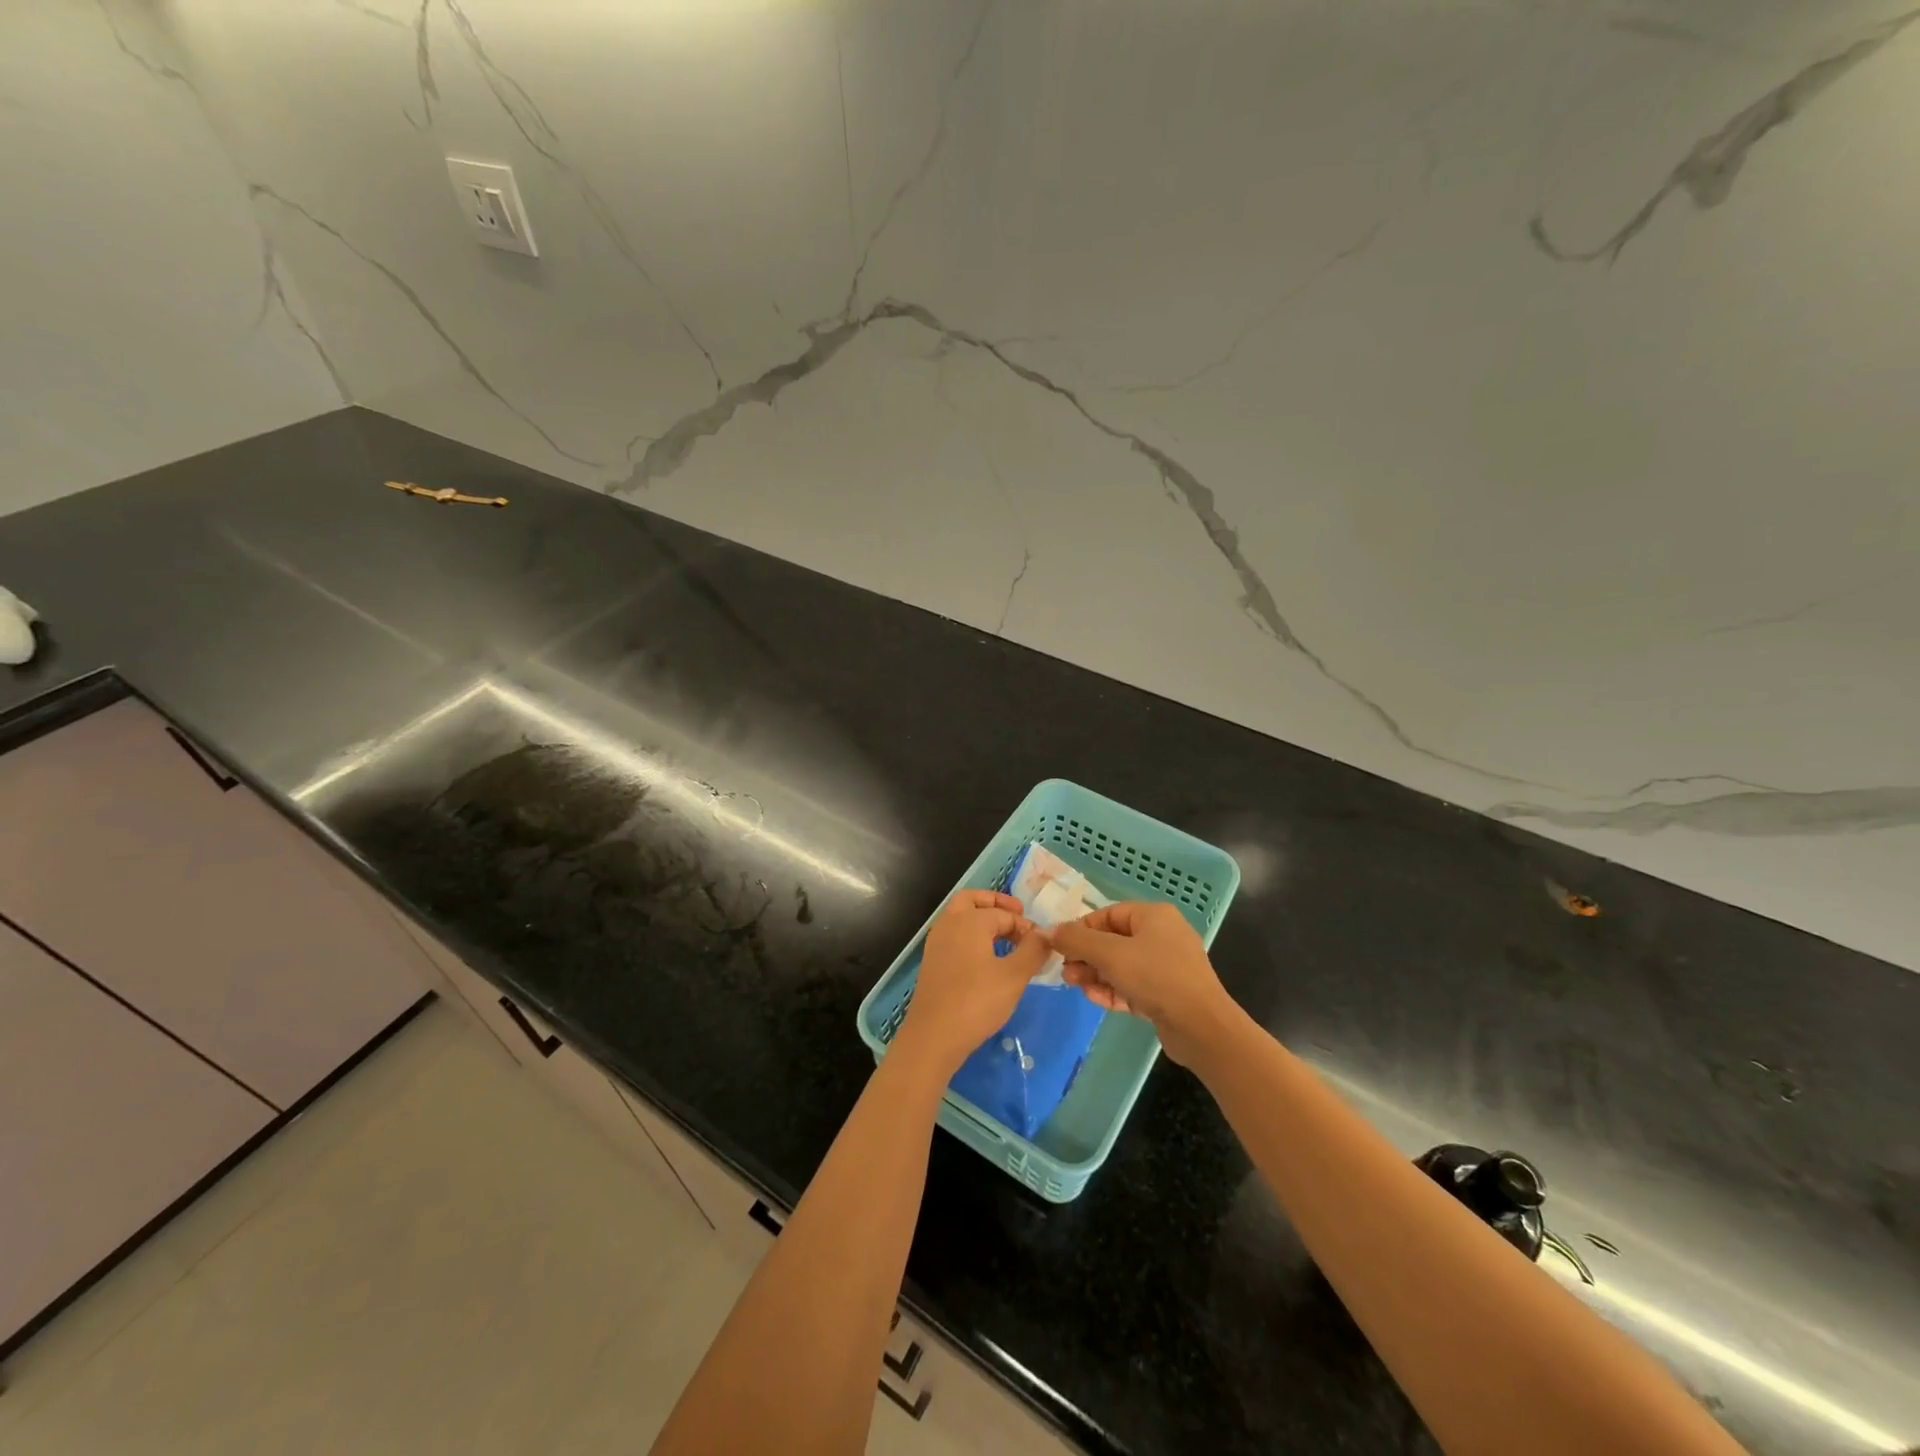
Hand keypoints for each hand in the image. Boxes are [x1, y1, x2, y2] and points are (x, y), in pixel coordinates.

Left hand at [894, 891, 1049, 1077]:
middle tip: (1018, 915)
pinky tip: (987, 960)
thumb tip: (1045, 934)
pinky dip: (971, 937)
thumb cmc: (977, 1001)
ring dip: (982, 920)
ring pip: (960, 918)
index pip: (1004, 913)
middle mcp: (949, 923)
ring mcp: (937, 942)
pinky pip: (954, 936)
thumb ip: (1033, 950)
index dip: (1026, 927)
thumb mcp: (1015, 976)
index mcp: (969, 919)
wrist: (934, 1035)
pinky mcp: (932, 962)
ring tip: (1006, 940)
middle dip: (996, 904)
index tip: (1041, 945)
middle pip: (972, 900)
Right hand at [1050, 902, 1238, 1065]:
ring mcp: (1167, 967)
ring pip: (1121, 965)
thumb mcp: (1110, 954)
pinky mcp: (1167, 994)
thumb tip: (1049, 930)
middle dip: (1086, 956)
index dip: (1081, 929)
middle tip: (1066, 971)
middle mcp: (1162, 936)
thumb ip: (1076, 940)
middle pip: (1113, 940)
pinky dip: (1113, 990)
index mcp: (1153, 916)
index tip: (1059, 946)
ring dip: (1096, 974)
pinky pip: (1133, 986)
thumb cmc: (1155, 976)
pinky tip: (1095, 998)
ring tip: (1075, 985)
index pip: (1108, 914)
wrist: (1201, 1027)